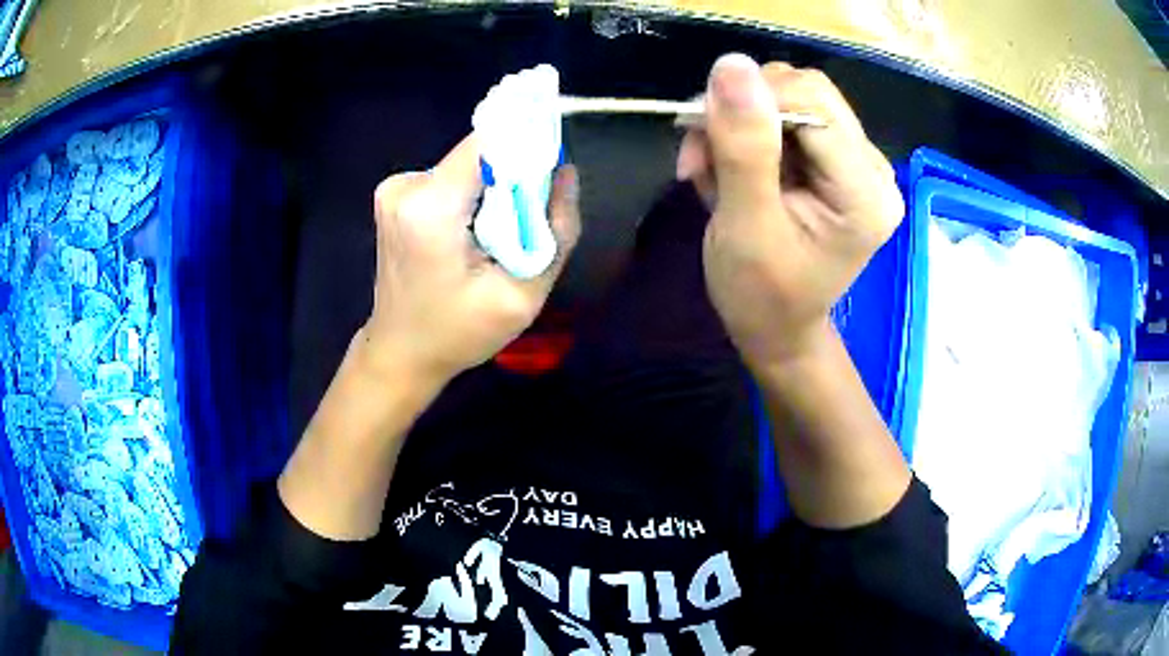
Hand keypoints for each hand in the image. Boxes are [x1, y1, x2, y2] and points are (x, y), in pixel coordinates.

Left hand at [361, 136, 579, 385]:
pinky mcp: (395, 194)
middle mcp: (407, 185)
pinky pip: (450, 178)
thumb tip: (566, 171)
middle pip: (480, 153)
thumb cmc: (458, 333)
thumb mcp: (523, 296)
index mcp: (431, 207)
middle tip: (529, 218)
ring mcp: (395, 187)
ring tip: (497, 236)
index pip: (490, 141)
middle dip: (513, 176)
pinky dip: (470, 197)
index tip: (551, 169)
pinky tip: (470, 235)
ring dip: (492, 189)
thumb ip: (556, 231)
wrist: (400, 352)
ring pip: (467, 165)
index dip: (527, 146)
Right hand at [677, 54, 903, 363]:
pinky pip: (787, 117)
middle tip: (701, 155)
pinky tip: (729, 169)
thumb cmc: (761, 295)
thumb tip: (732, 64)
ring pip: (791, 97)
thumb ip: (743, 147)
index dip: (752, 101)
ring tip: (711, 169)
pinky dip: (746, 133)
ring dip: (737, 122)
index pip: (813, 102)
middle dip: (742, 112)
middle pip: (806, 91)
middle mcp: (873, 168)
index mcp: (865, 192)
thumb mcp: (745, 226)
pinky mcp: (836, 160)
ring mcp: (857, 162)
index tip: (701, 135)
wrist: (776, 329)